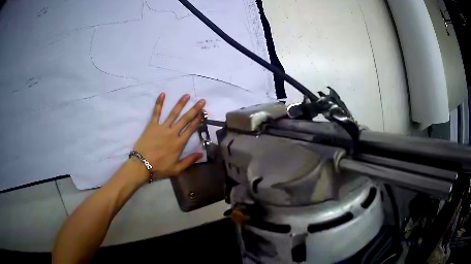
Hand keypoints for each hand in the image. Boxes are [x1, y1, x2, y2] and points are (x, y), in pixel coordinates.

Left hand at [132, 93, 205, 180]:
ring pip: (173, 114)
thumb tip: (201, 154)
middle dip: (195, 109)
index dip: (198, 121)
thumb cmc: (159, 168)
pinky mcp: (151, 125)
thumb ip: (189, 161)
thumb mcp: (176, 169)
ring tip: (187, 95)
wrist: (141, 166)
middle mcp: (172, 133)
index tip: (204, 113)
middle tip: (202, 101)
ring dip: (180, 104)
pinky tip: (162, 94)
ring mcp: (162, 128)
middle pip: (185, 119)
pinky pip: (156, 113)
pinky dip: (159, 103)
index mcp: (179, 144)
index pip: (191, 129)